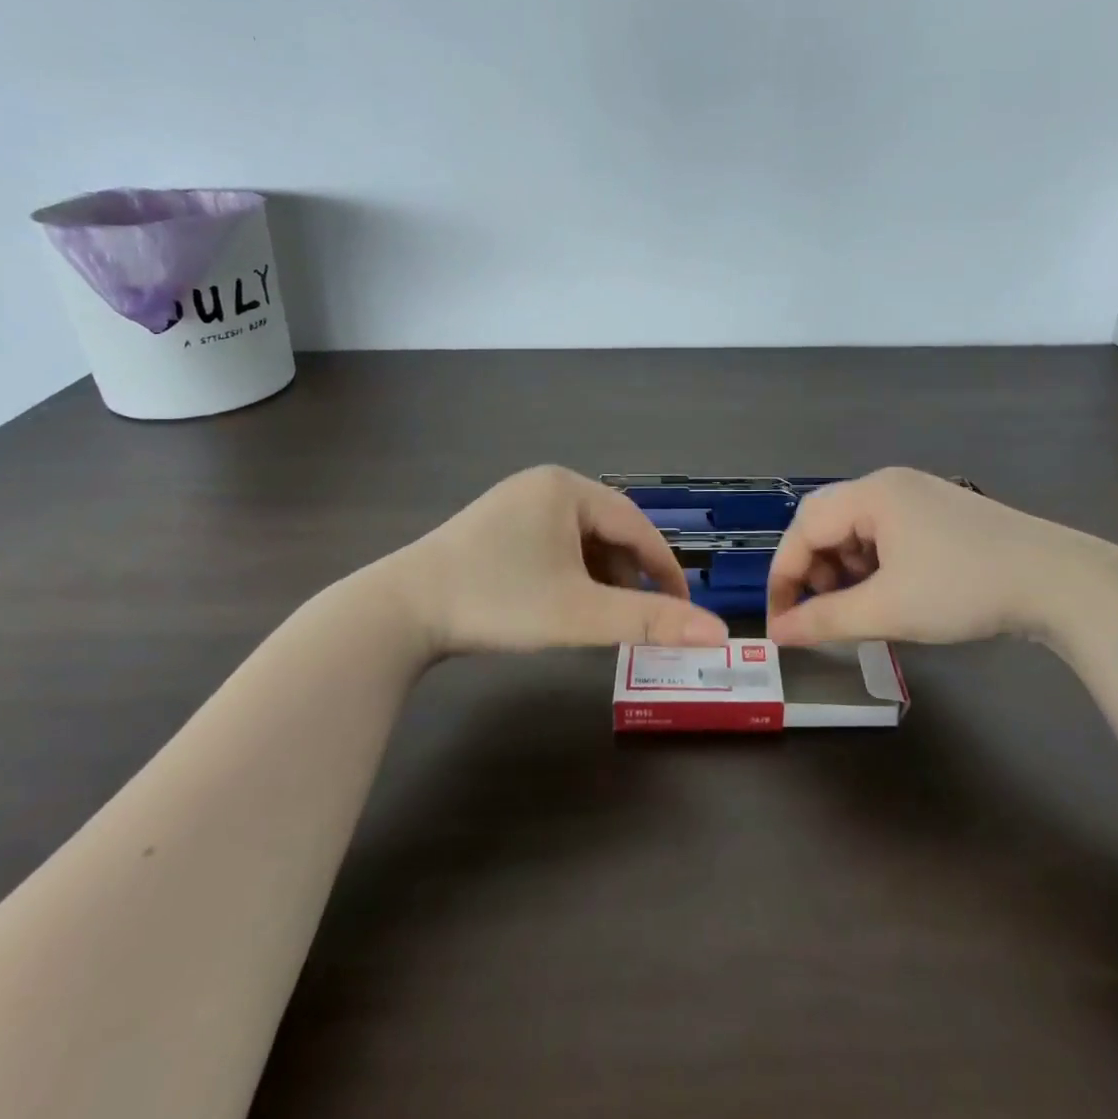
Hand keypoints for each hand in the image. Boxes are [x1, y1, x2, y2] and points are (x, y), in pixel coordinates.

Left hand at [394, 465, 729, 655]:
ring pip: (581, 541)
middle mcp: (543, 485)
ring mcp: (515, 503)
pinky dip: (569, 575)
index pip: (637, 526)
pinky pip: (552, 546)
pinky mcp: (495, 526)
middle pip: (609, 532)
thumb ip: (650, 620)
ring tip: (601, 618)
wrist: (399, 612)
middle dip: (629, 576)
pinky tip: (564, 605)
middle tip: (641, 618)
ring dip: (600, 578)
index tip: (686, 610)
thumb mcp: (581, 613)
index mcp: (567, 488)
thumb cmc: (499, 602)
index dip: (667, 569)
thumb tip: (718, 633)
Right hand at [765, 468, 1117, 647]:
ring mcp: (918, 497)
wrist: (1060, 582)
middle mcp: (889, 485)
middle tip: (819, 611)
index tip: (780, 622)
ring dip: (843, 569)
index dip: (784, 576)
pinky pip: (886, 535)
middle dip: (813, 570)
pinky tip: (888, 593)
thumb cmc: (964, 589)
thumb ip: (825, 620)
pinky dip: (873, 566)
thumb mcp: (888, 609)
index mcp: (872, 494)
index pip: (804, 528)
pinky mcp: (940, 515)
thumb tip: (778, 633)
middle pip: (827, 522)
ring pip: (856, 530)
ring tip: (856, 606)